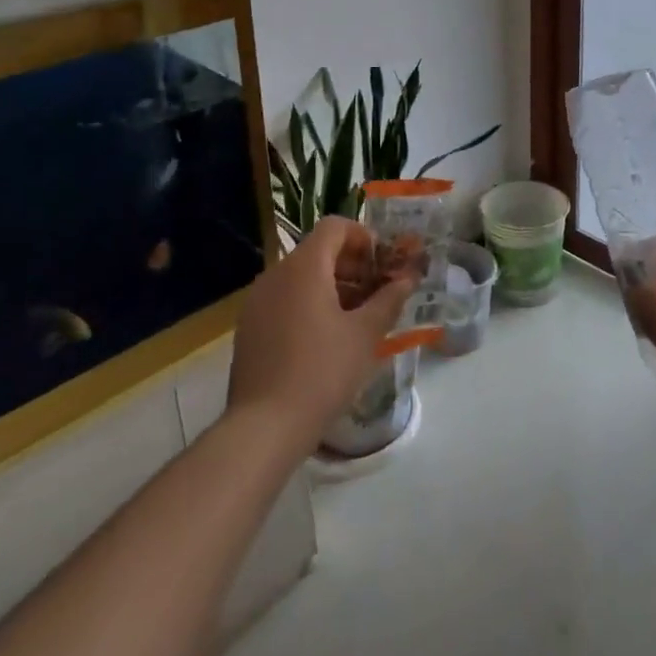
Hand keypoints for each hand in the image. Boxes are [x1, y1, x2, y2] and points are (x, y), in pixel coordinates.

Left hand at [228, 217, 417, 446]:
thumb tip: (408, 278)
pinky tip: (324, 340)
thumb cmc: (322, 372)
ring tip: (354, 319)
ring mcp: (256, 301)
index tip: (381, 265)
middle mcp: (275, 274)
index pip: (334, 227)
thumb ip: (388, 299)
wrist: (263, 427)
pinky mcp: (248, 327)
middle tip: (375, 293)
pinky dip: (307, 304)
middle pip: (317, 251)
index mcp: (304, 267)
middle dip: (350, 265)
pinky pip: (283, 299)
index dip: (362, 238)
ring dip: (330, 286)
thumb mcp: (365, 335)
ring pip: (300, 277)